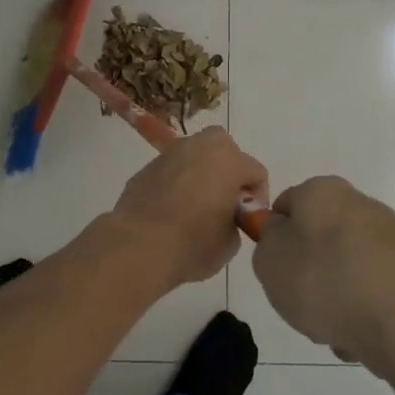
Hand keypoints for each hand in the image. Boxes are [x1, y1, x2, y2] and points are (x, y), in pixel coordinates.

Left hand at [109, 127, 269, 287]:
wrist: (139, 246)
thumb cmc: (193, 244)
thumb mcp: (230, 242)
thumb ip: (235, 220)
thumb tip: (225, 216)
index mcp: (228, 160)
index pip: (256, 172)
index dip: (256, 198)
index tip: (246, 220)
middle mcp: (199, 147)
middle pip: (224, 149)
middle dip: (229, 171)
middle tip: (224, 202)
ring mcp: (170, 154)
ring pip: (195, 156)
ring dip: (201, 173)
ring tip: (195, 206)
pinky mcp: (146, 168)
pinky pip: (171, 170)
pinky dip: (176, 183)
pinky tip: (170, 210)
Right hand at [252, 176, 394, 373]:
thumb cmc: (327, 282)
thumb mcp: (270, 261)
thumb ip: (267, 242)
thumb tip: (283, 236)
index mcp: (323, 191)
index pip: (286, 205)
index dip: (275, 238)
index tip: (276, 270)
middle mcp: (361, 205)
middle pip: (319, 241)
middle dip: (309, 275)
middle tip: (302, 305)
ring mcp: (393, 239)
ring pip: (346, 272)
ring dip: (336, 300)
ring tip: (336, 330)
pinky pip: (374, 294)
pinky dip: (365, 314)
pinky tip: (364, 338)